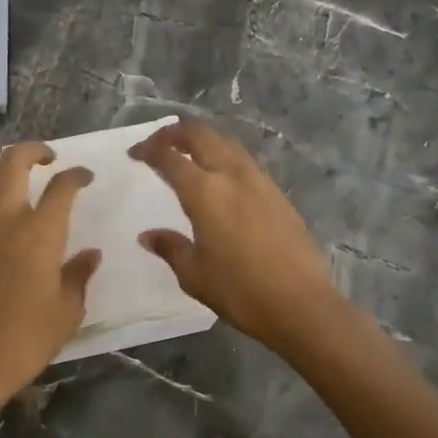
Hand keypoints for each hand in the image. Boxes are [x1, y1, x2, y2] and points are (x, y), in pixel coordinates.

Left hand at [0, 142, 99, 437]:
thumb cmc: (27, 339)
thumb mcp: (67, 311)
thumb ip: (79, 275)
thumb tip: (90, 254)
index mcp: (40, 233)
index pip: (62, 187)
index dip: (76, 175)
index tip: (85, 176)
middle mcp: (6, 220)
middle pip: (13, 163)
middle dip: (33, 151)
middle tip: (47, 158)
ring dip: (1, 173)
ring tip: (15, 183)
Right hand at [130, 120, 346, 360]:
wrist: (302, 304)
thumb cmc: (240, 291)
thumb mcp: (194, 274)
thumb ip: (170, 247)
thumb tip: (147, 235)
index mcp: (205, 192)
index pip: (170, 158)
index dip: (149, 150)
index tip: (135, 154)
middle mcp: (232, 175)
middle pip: (201, 135)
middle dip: (175, 133)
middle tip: (158, 144)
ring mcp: (259, 180)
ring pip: (227, 142)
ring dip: (203, 140)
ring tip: (188, 154)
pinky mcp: (277, 193)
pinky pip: (244, 160)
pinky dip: (224, 155)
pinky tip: (221, 176)